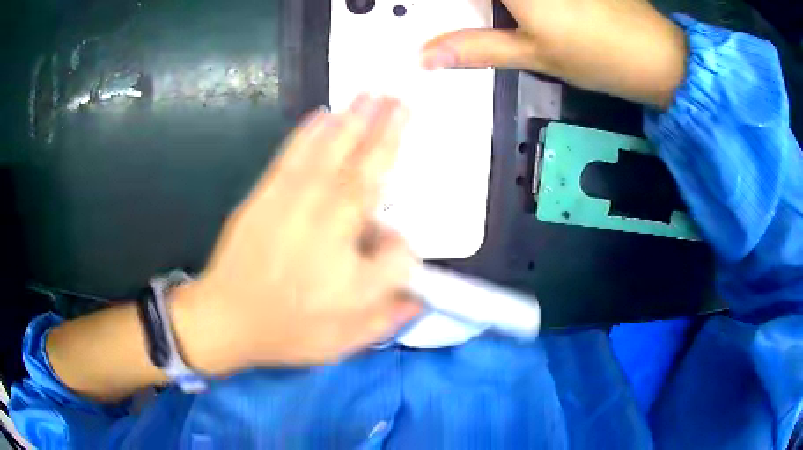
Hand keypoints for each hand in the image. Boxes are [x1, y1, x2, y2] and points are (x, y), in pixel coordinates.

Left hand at [173, 96, 420, 374]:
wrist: (224, 318)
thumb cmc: (286, 331)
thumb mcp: (345, 341)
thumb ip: (388, 315)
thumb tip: (416, 292)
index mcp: (348, 269)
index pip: (395, 247)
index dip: (401, 248)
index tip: (395, 255)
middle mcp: (325, 227)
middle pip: (364, 173)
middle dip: (387, 134)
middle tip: (403, 101)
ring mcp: (291, 205)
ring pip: (330, 155)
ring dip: (354, 122)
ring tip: (372, 95)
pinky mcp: (265, 196)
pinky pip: (292, 156)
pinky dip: (309, 132)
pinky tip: (323, 114)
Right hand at [421, 0, 687, 108]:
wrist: (658, 55)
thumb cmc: (598, 56)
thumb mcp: (533, 54)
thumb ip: (476, 48)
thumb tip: (424, 57)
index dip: (452, 5)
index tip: (435, 13)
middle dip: (481, 5)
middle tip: (479, 17)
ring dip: (499, 6)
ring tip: (508, 19)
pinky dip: (518, 5)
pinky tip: (517, 12)